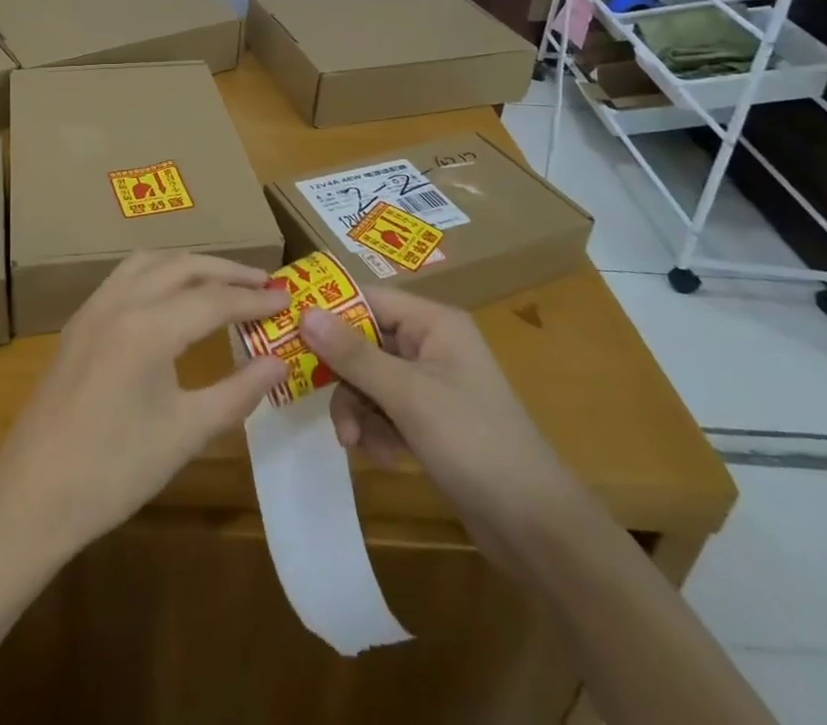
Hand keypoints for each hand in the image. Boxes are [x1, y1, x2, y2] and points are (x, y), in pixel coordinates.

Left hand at [0, 252, 287, 560]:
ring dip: (190, 264)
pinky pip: (125, 275)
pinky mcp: (79, 321)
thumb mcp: (186, 433)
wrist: (33, 494)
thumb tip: (279, 361)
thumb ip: (238, 392)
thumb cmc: (115, 470)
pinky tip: (171, 296)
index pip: (214, 299)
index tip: (288, 299)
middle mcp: (121, 301)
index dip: (255, 299)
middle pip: (183, 266)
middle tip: (264, 283)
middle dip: (227, 271)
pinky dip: (159, 272)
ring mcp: (95, 307)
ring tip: (222, 281)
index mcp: (149, 326)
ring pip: (150, 262)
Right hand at [298, 286, 579, 556]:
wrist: (536, 528)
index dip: (329, 312)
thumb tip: (305, 313)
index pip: (369, 299)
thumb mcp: (407, 396)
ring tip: (355, 442)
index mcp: (434, 323)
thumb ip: (353, 354)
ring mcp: (433, 385)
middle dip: (344, 376)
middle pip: (365, 342)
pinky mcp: (432, 421)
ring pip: (371, 380)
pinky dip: (376, 430)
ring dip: (357, 409)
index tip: (289, 331)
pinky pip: (386, 410)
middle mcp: (432, 345)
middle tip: (320, 401)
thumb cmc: (473, 442)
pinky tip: (382, 457)